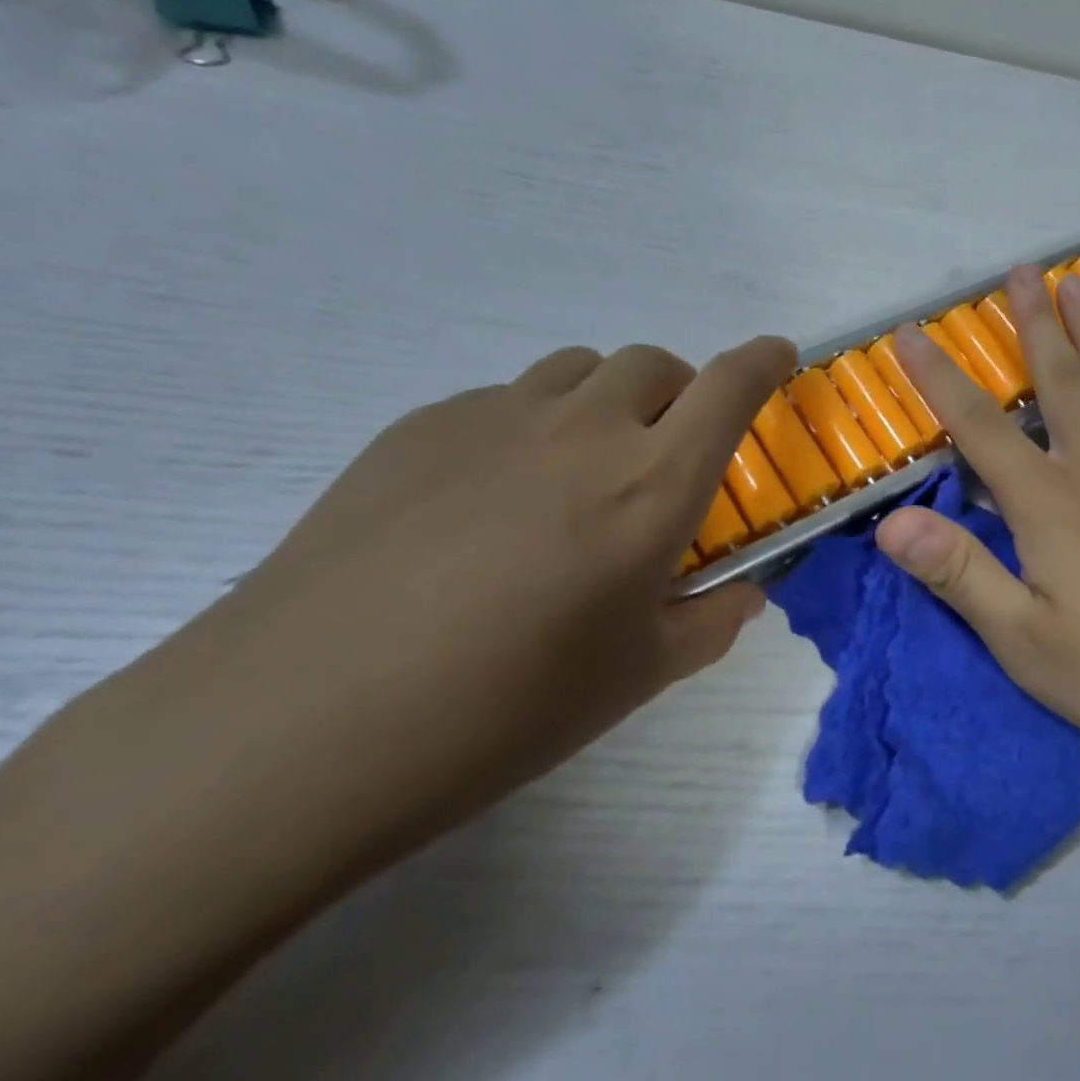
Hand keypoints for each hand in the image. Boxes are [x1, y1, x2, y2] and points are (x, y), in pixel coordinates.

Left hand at [127, 336, 794, 864]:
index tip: (778, 357)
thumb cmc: (505, 706)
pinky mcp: (420, 427)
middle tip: (667, 451)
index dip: (763, 362)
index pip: (730, 388)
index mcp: (652, 484)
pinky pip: (504, 400)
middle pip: (655, 364)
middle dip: (681, 391)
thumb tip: (744, 594)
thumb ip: (712, 622)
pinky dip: (532, 425)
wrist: (302, 723)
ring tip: (583, 468)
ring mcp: (496, 418)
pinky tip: (491, 498)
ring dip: (607, 400)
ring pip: (578, 370)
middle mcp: (584, 430)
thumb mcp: (637, 676)